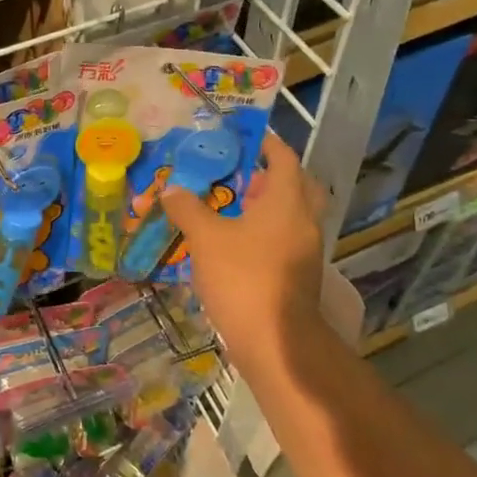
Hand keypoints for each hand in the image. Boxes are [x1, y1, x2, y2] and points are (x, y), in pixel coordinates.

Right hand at [162, 131, 327, 379]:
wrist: (274, 341)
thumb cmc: (242, 278)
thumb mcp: (206, 238)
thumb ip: (188, 208)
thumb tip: (171, 189)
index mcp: (287, 202)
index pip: (283, 158)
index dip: (266, 143)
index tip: (245, 136)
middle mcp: (304, 221)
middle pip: (297, 185)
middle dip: (272, 175)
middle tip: (242, 173)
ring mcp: (306, 251)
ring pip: (292, 215)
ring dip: (268, 205)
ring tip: (231, 206)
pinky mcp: (299, 275)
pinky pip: (285, 240)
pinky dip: (266, 232)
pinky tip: (236, 242)